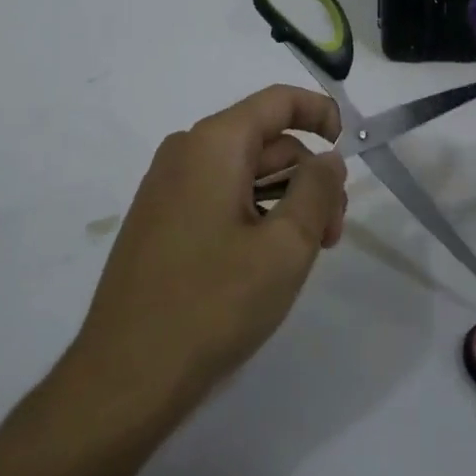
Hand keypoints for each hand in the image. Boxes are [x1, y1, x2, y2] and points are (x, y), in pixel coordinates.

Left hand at [72, 85, 347, 403]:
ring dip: (285, 201)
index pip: (276, 101)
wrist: (126, 375)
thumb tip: (327, 158)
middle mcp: (185, 152)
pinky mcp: (161, 221)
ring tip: (308, 252)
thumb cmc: (213, 303)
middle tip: (333, 233)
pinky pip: (219, 197)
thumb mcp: (286, 247)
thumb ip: (317, 191)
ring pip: (244, 173)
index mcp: (213, 143)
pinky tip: (269, 260)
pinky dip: (255, 214)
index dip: (319, 112)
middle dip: (308, 176)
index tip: (348, 147)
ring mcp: (167, 187)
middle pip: (265, 141)